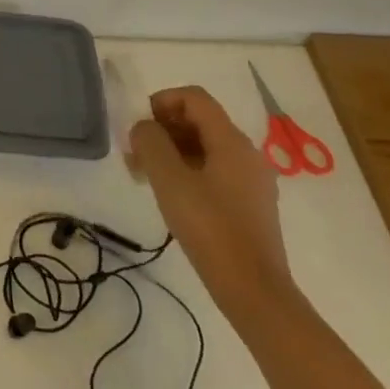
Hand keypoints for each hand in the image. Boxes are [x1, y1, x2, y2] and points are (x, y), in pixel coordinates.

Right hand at [128, 86, 296, 327]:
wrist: (254, 290)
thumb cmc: (210, 228)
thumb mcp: (169, 180)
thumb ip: (150, 142)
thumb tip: (143, 127)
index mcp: (231, 141)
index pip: (194, 98)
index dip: (161, 101)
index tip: (138, 126)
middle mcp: (246, 153)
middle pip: (199, 121)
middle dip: (163, 129)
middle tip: (135, 153)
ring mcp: (251, 180)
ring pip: (204, 147)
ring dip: (171, 151)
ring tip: (144, 176)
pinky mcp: (249, 203)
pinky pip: (213, 170)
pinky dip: (186, 170)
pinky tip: (170, 195)